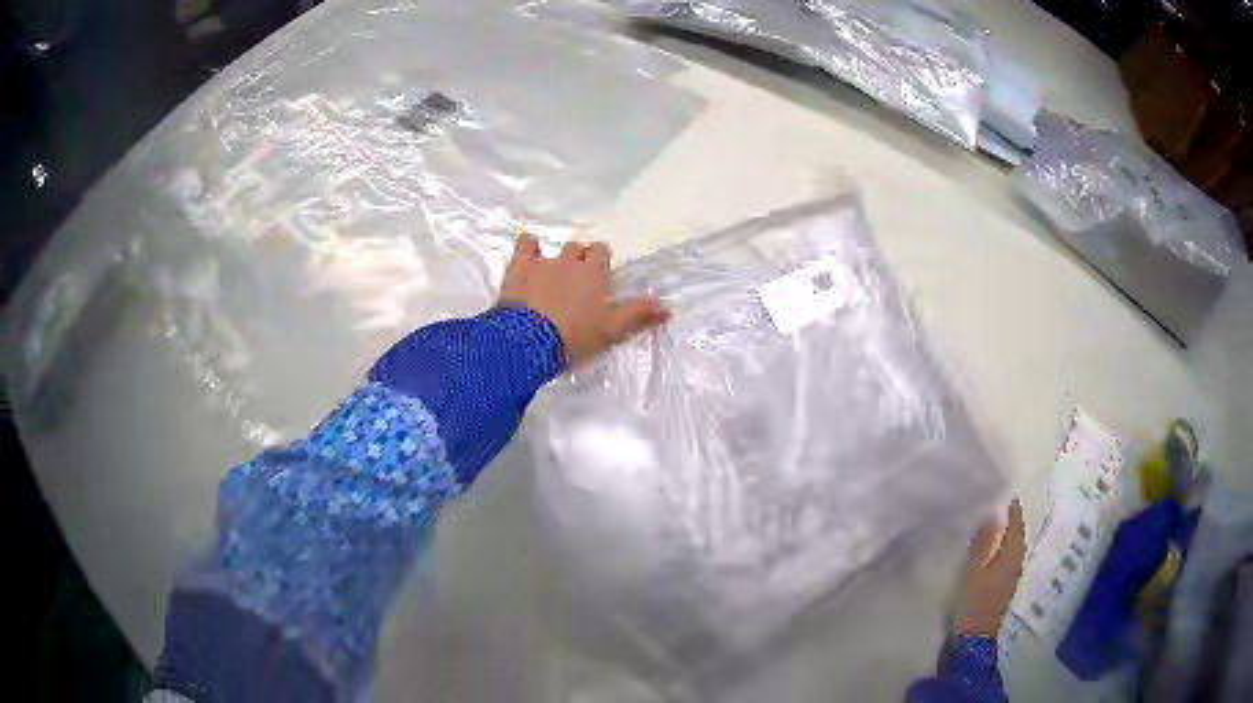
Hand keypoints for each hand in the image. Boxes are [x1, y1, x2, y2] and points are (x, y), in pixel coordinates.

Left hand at [499, 230, 668, 366]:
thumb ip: (637, 315)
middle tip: (577, 278)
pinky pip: (524, 245)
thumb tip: (667, 307)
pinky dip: (528, 244)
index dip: (601, 260)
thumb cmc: (575, 336)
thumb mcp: (612, 331)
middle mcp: (570, 262)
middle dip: (579, 258)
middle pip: (578, 249)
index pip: (601, 252)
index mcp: (594, 273)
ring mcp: (542, 263)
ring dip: (555, 257)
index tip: (599, 273)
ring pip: (553, 248)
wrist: (529, 342)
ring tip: (553, 273)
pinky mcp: (518, 269)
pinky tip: (529, 248)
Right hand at [958, 498, 1026, 635]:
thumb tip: (993, 510)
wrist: (973, 636)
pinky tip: (988, 547)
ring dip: (1003, 533)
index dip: (1011, 505)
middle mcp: (1017, 560)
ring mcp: (1011, 574)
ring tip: (988, 521)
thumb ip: (984, 540)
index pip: (1016, 522)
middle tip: (993, 501)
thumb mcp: (975, 568)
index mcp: (1013, 554)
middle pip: (1016, 532)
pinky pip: (1004, 557)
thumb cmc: (974, 600)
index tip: (1001, 487)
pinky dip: (999, 547)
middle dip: (1008, 518)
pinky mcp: (1003, 585)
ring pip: (1011, 545)